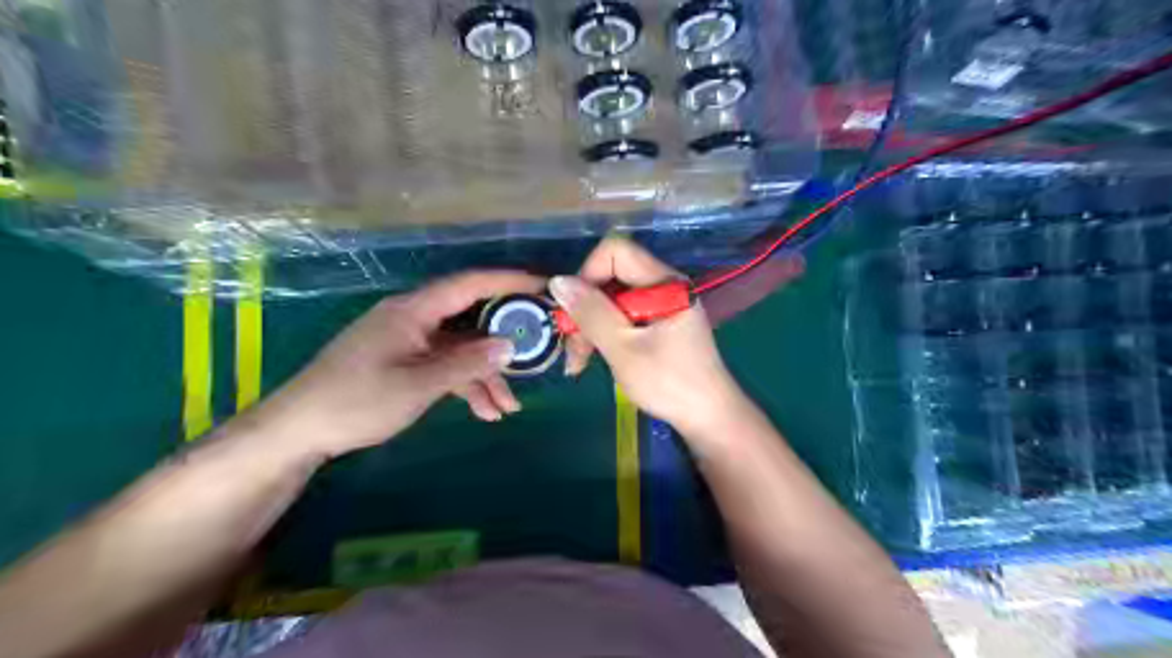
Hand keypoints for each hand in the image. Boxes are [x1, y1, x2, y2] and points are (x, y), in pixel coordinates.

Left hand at [253, 270, 545, 460]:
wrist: (299, 430)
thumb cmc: (356, 401)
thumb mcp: (418, 385)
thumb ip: (467, 363)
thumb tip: (510, 345)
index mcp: (414, 310)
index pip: (470, 284)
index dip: (509, 281)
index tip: (543, 287)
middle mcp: (415, 317)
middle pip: (471, 319)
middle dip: (503, 342)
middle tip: (536, 355)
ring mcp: (410, 339)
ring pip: (461, 348)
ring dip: (486, 374)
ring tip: (507, 408)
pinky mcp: (405, 359)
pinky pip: (445, 364)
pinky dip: (465, 384)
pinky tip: (484, 411)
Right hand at [553, 237, 750, 435]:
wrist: (708, 417)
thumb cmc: (669, 383)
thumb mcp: (623, 349)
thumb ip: (591, 313)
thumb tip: (558, 281)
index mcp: (664, 283)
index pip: (616, 252)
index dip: (588, 275)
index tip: (575, 311)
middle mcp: (664, 285)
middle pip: (611, 278)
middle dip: (585, 310)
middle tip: (573, 349)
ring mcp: (662, 305)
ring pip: (612, 300)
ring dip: (590, 327)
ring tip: (578, 363)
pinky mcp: (659, 323)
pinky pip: (623, 316)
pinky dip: (604, 334)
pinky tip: (593, 359)